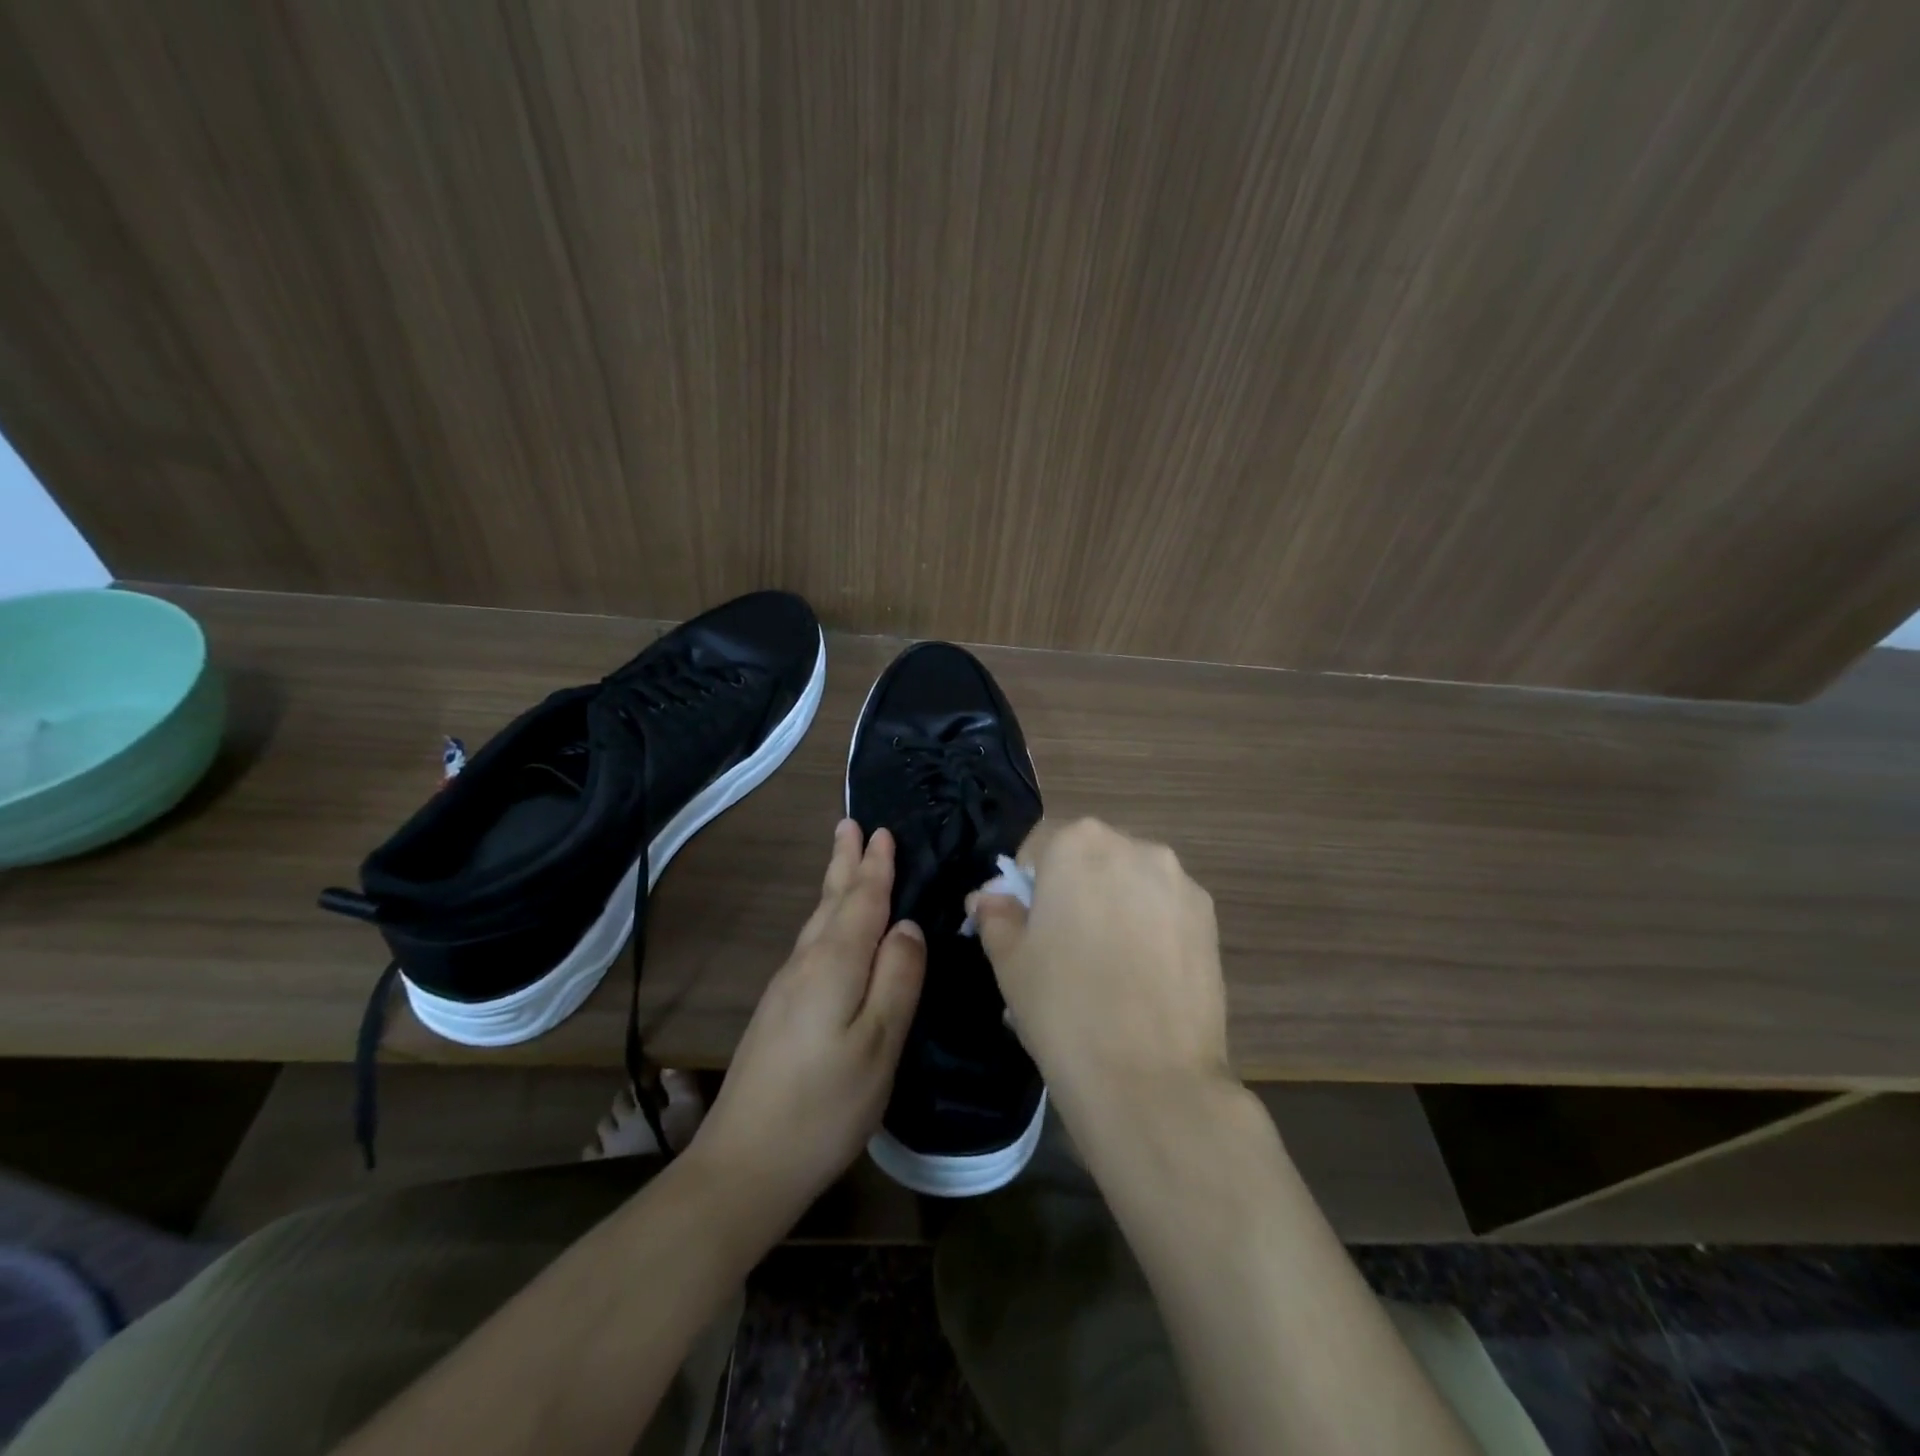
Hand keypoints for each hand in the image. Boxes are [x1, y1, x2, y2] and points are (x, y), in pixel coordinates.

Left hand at [688, 820, 925, 1218]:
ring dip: (834, 886)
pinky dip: (827, 918)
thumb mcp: (879, 1044)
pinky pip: (811, 943)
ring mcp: (787, 987)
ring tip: (843, 859)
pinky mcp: (779, 1010)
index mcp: (835, 965)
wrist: (744, 1164)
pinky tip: (830, 928)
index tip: (882, 831)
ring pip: (818, 920)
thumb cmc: (825, 1106)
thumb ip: (897, 979)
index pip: (862, 901)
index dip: (875, 867)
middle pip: (832, 901)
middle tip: (851, 825)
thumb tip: (907, 927)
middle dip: (845, 863)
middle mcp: (806, 964)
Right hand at [969, 817, 1229, 1110]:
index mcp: (1079, 843)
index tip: (1025, 928)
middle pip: (1090, 859)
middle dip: (1073, 892)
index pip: (1040, 848)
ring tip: (1108, 968)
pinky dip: (1149, 929)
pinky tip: (1142, 978)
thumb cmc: (1063, 1007)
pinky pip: (1164, 911)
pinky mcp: (1210, 919)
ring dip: (1114, 907)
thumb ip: (996, 915)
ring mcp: (1180, 882)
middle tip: (1063, 949)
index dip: (1026, 887)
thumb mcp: (1010, 960)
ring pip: (1130, 883)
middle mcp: (1135, 846)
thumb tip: (991, 897)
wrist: (1151, 1080)